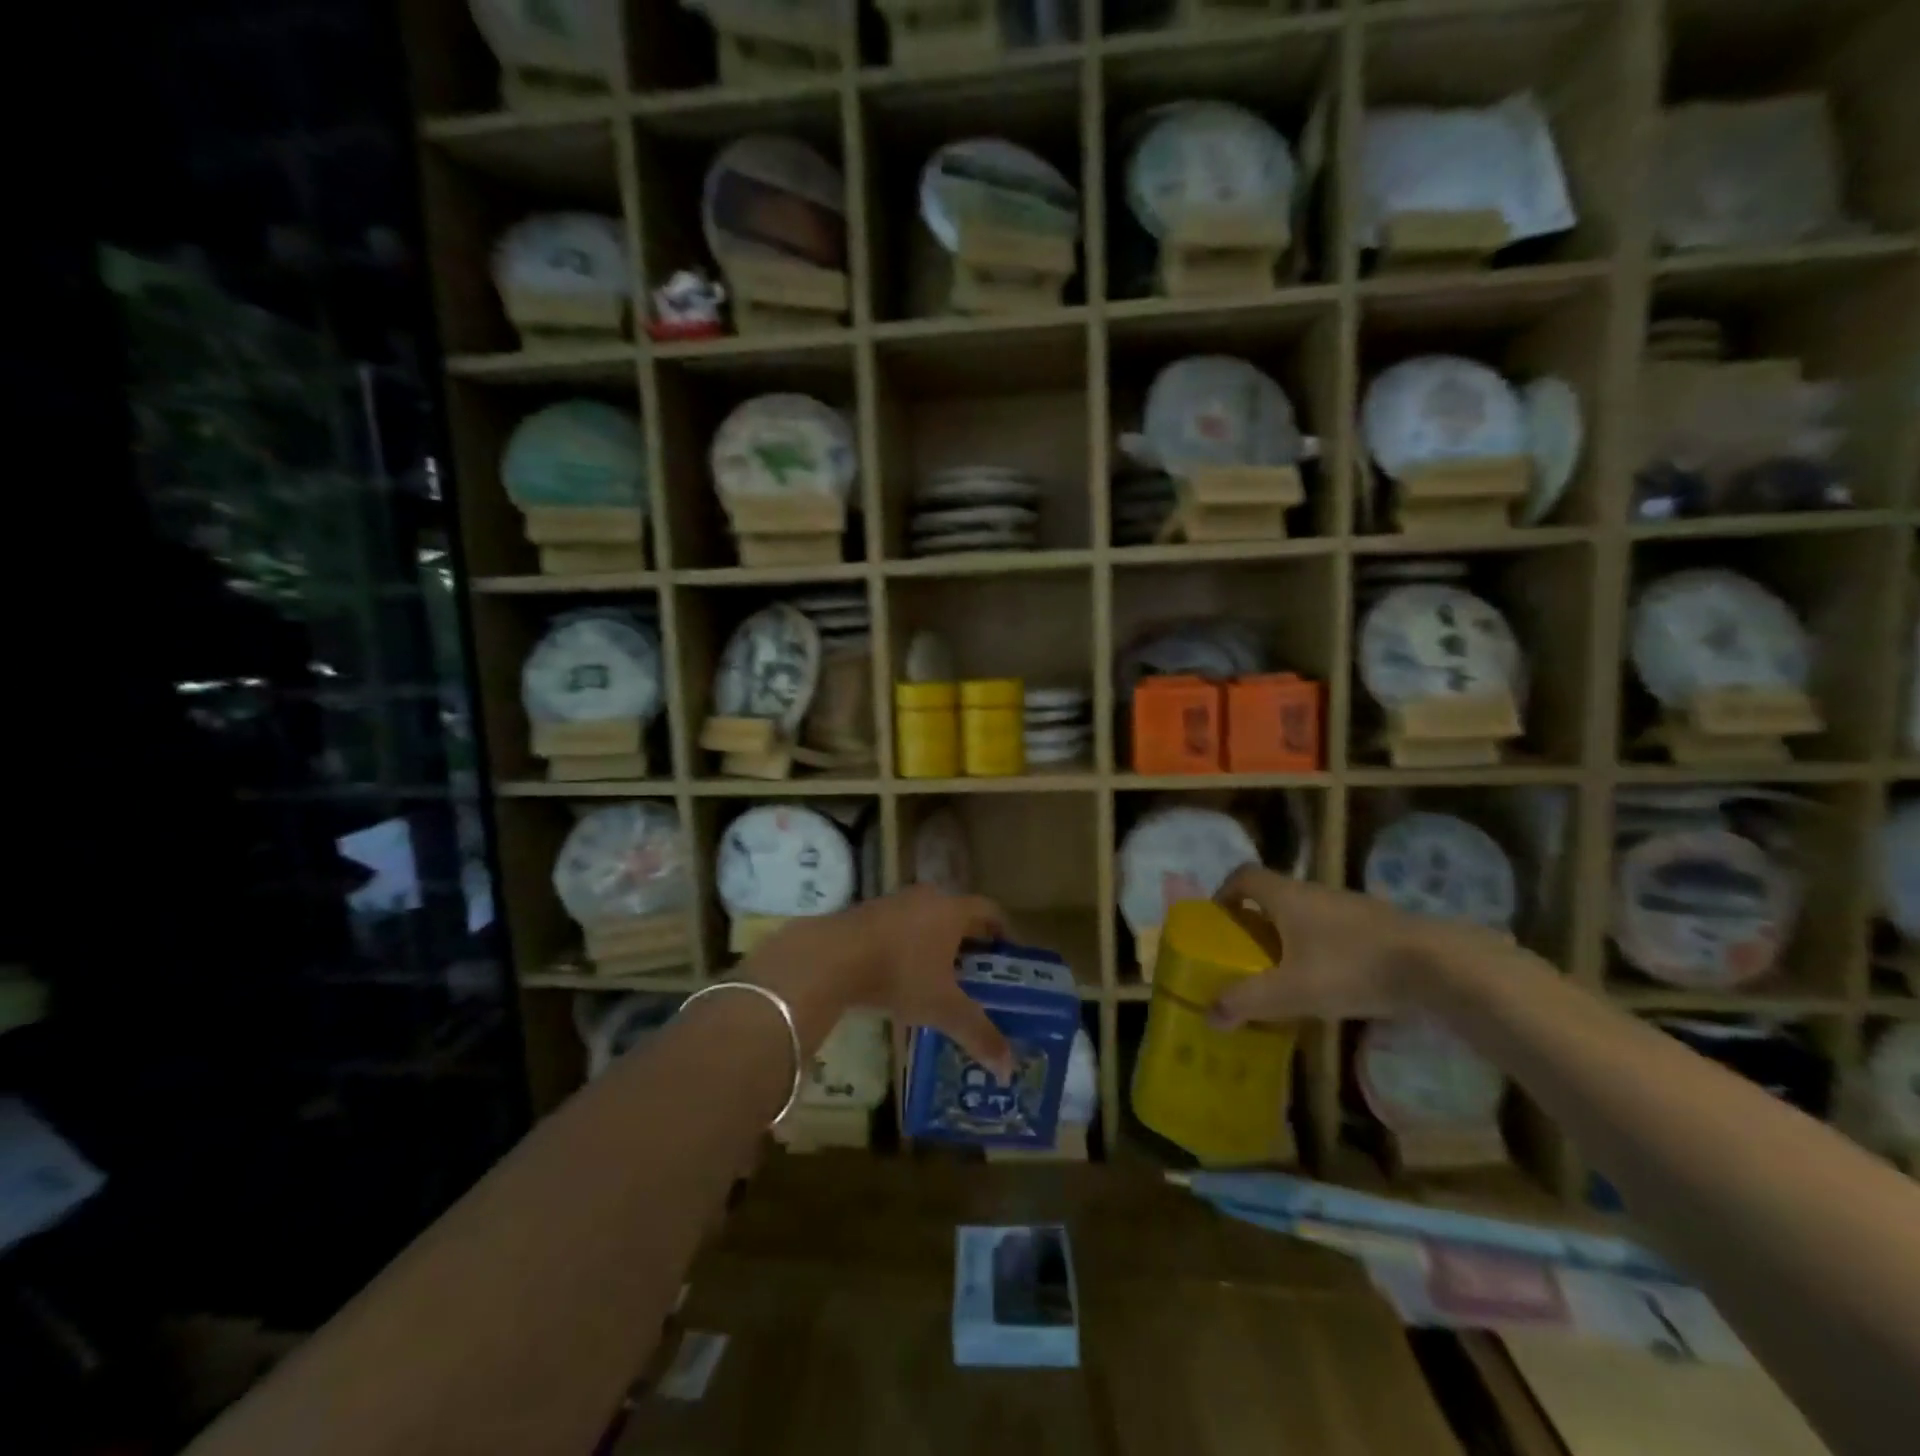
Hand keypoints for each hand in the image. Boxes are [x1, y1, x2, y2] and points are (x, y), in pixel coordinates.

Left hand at [825, 887, 1014, 1077]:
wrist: (831, 957)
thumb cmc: (899, 974)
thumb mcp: (942, 1008)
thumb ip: (977, 1034)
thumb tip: (1009, 1069)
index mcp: (952, 910)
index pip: (989, 911)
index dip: (1003, 931)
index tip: (1010, 956)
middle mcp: (927, 897)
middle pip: (958, 914)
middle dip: (970, 941)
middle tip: (979, 973)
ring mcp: (894, 901)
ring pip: (926, 918)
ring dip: (936, 942)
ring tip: (941, 977)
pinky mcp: (867, 911)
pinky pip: (899, 925)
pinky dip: (908, 944)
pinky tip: (902, 973)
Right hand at [1206, 865, 1495, 1027]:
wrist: (1438, 966)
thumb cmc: (1351, 967)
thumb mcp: (1291, 991)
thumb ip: (1247, 1001)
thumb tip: (1209, 1015)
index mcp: (1286, 896)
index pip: (1244, 876)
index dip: (1225, 893)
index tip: (1219, 922)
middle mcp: (1314, 892)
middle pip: (1274, 897)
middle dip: (1256, 923)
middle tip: (1248, 957)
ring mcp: (1350, 906)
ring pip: (1306, 915)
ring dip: (1290, 938)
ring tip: (1287, 976)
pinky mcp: (1379, 926)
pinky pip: (1335, 930)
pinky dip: (1322, 949)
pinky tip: (1333, 984)